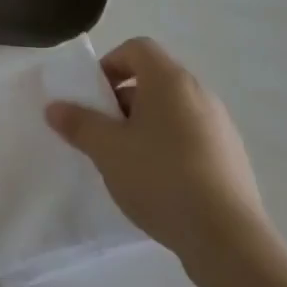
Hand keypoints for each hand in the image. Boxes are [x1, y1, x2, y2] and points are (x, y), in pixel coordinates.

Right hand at [45, 37, 268, 286]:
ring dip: (145, 126)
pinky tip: (159, 184)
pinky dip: (170, 147)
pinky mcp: (232, 158)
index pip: (137, 48)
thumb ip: (78, 123)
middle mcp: (199, 93)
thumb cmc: (160, 177)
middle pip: (154, 80)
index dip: (110, 64)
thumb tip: (54, 107)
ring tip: (128, 162)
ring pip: (173, 111)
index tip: (94, 96)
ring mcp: (221, 126)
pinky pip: (192, 138)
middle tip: (104, 132)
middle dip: (123, 100)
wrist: (227, 238)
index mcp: (170, 80)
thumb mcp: (107, 149)